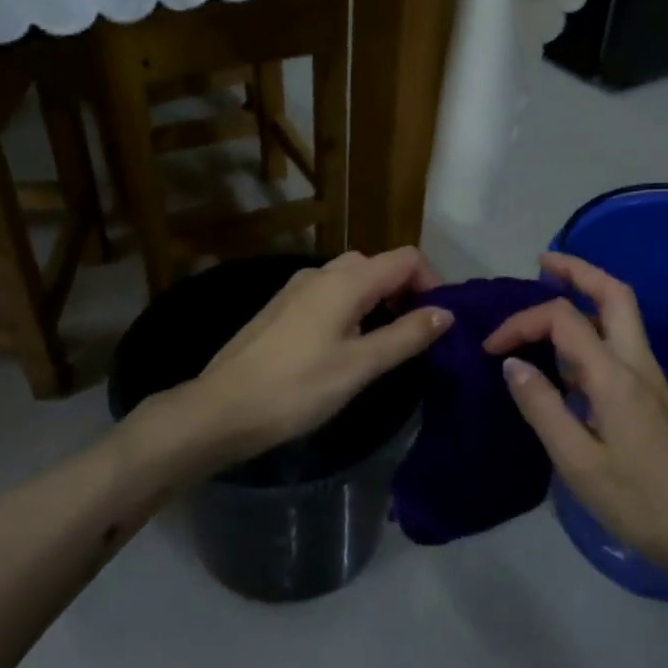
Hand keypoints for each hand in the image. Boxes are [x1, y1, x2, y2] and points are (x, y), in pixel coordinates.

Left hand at [184, 248, 449, 465]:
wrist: (221, 408)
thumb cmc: (297, 388)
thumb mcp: (360, 366)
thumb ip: (406, 336)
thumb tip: (445, 314)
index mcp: (346, 280)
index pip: (406, 259)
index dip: (432, 283)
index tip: (438, 322)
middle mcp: (322, 273)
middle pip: (379, 265)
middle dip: (405, 291)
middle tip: (414, 335)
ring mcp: (297, 288)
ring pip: (352, 279)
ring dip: (378, 300)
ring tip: (384, 344)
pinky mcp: (282, 307)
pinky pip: (330, 294)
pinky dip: (352, 308)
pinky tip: (346, 346)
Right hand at [484, 252, 667, 571]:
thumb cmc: (635, 500)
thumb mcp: (577, 461)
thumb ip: (542, 407)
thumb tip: (512, 363)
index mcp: (615, 376)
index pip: (564, 319)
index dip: (523, 322)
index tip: (492, 348)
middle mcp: (636, 362)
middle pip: (613, 292)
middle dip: (577, 270)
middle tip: (541, 264)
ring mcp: (648, 374)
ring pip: (621, 311)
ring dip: (587, 292)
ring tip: (549, 292)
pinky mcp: (649, 390)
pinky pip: (620, 338)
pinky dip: (592, 324)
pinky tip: (566, 349)